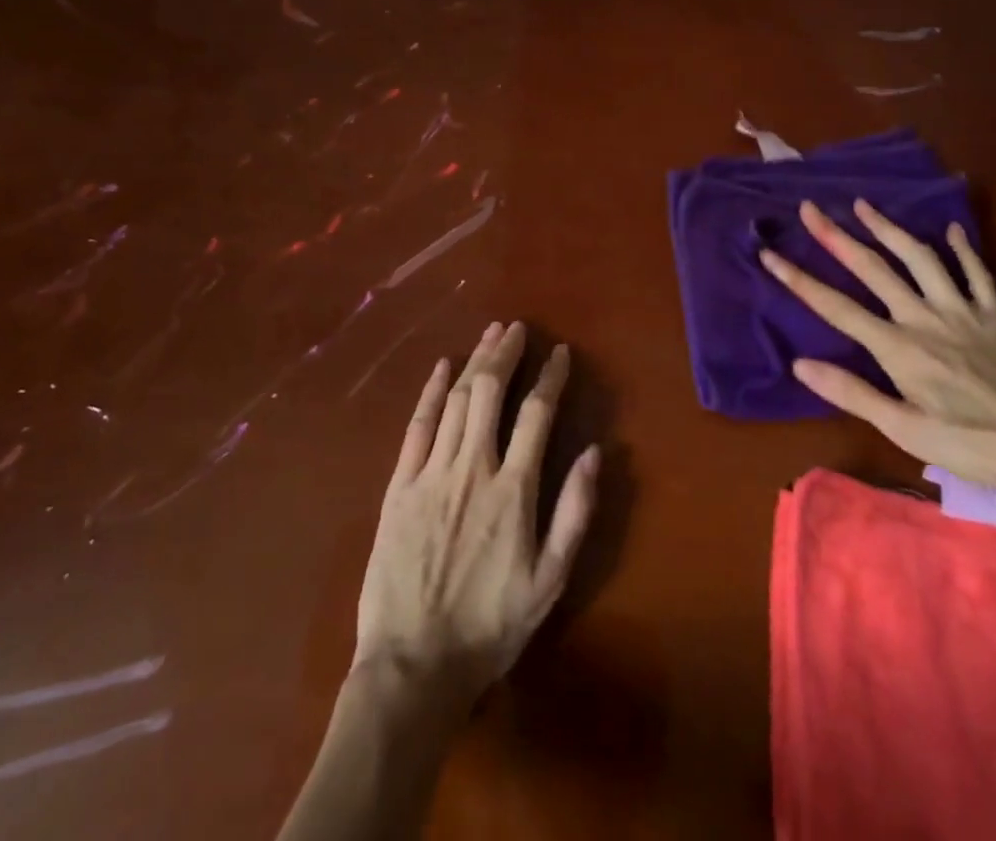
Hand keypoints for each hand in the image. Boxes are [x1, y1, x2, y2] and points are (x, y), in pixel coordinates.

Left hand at [354, 321, 598, 707]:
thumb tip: (597, 452)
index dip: (550, 378)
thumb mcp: (550, 581)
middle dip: (506, 354)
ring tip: (490, 334)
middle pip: (490, 392)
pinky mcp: (398, 487)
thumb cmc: (489, 626)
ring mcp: (431, 474)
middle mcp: (473, 468)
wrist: (412, 668)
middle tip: (517, 329)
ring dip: (475, 361)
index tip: (560, 353)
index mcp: (513, 490)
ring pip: (456, 400)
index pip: (536, 414)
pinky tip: (441, 367)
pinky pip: (416, 427)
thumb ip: (574, 512)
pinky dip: (430, 392)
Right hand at [758, 199, 995, 488]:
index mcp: (897, 347)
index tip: (770, 254)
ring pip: (920, 258)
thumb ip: (854, 394)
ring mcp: (961, 309)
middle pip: (873, 268)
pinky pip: (976, 272)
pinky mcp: (994, 313)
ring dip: (889, 228)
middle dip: (836, 237)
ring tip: (864, 205)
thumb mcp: (906, 432)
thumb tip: (801, 365)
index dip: (799, 279)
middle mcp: (923, 317)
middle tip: (811, 208)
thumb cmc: (974, 443)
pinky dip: (962, 249)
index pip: (836, 307)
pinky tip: (952, 228)